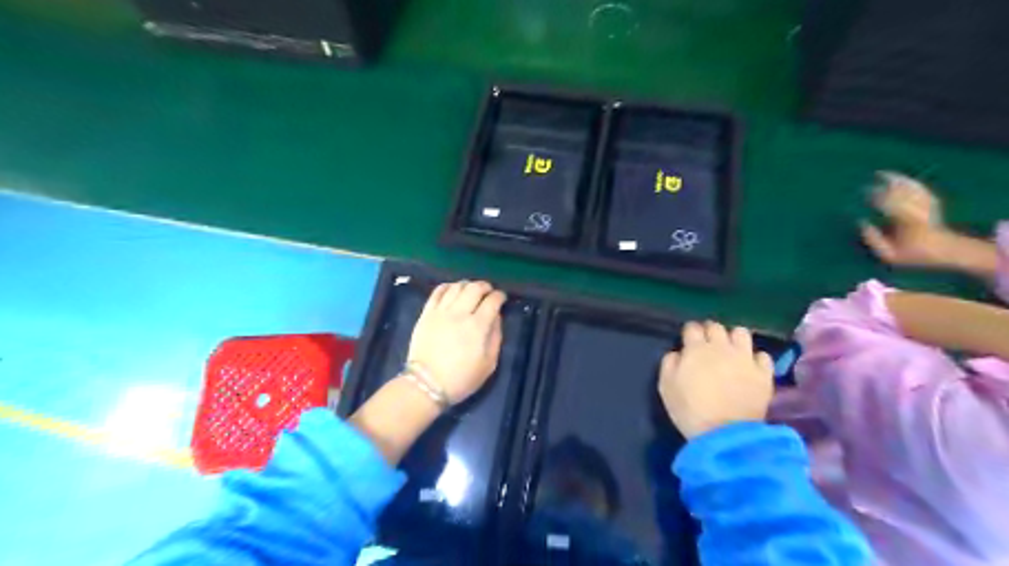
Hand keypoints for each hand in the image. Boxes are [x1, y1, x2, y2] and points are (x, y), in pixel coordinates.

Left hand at [408, 281, 508, 404]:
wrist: (427, 384)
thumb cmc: (461, 378)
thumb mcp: (489, 364)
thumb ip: (496, 337)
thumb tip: (496, 317)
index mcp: (477, 326)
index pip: (492, 300)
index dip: (500, 296)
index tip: (502, 298)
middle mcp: (460, 313)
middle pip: (475, 288)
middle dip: (485, 286)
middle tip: (488, 292)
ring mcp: (441, 312)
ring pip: (456, 287)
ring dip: (467, 285)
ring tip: (470, 291)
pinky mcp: (426, 313)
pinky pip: (438, 292)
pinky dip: (448, 287)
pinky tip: (452, 291)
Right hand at [663, 323, 774, 436]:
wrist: (725, 433)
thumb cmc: (690, 410)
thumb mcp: (666, 387)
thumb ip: (669, 364)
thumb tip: (678, 353)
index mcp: (696, 349)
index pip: (692, 327)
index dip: (689, 331)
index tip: (688, 339)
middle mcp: (722, 347)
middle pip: (716, 327)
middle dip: (710, 331)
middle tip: (707, 344)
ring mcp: (745, 358)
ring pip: (742, 333)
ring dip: (734, 338)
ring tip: (730, 350)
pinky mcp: (764, 373)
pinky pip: (763, 355)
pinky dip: (755, 358)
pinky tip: (750, 366)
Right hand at [858, 169, 955, 267]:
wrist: (946, 250)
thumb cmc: (914, 254)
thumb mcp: (889, 254)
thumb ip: (873, 240)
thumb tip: (861, 223)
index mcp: (907, 221)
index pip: (889, 204)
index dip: (876, 197)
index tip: (864, 193)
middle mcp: (918, 209)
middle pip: (900, 192)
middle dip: (884, 186)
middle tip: (868, 182)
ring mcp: (927, 204)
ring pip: (911, 187)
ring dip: (897, 179)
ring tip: (883, 173)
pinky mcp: (932, 202)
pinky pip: (919, 188)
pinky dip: (909, 182)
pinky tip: (900, 178)